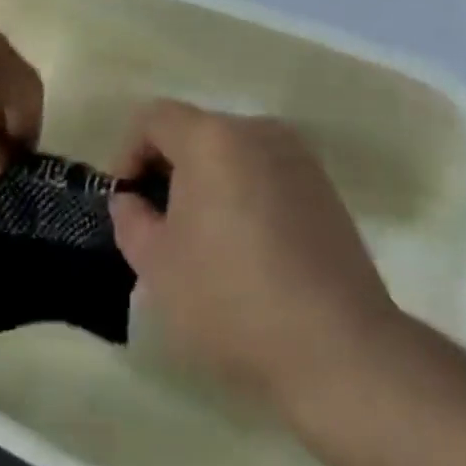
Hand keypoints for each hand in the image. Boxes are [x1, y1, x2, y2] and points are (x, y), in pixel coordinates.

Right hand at [109, 101, 395, 406]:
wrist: (338, 348)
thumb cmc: (232, 301)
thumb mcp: (158, 266)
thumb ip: (131, 219)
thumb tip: (133, 199)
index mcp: (212, 137)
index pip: (154, 117)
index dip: (128, 152)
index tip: (127, 201)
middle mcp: (256, 130)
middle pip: (196, 131)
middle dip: (169, 169)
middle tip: (160, 224)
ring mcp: (297, 155)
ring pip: (233, 152)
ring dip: (209, 182)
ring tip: (205, 239)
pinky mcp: (324, 186)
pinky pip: (266, 172)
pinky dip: (245, 193)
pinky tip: (249, 248)